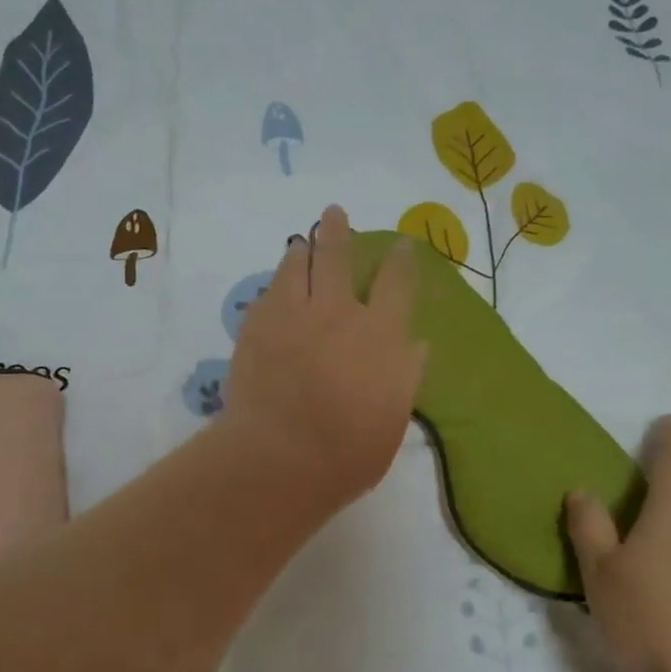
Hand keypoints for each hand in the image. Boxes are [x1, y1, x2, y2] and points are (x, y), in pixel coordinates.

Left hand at [221, 205, 427, 512]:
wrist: (279, 458)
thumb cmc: (348, 451)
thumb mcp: (393, 420)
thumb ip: (405, 376)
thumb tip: (414, 344)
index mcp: (380, 334)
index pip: (397, 283)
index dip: (401, 261)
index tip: (402, 246)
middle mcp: (337, 312)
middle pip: (337, 256)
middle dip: (338, 231)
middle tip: (334, 213)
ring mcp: (291, 315)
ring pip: (295, 265)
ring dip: (301, 250)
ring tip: (301, 243)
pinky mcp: (255, 327)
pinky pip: (267, 294)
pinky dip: (275, 287)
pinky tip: (274, 291)